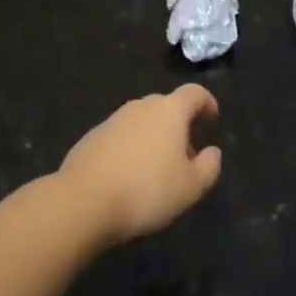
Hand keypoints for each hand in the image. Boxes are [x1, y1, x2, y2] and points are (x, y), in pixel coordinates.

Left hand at [60, 85, 222, 244]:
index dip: (207, 103)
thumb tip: (212, 152)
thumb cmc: (147, 190)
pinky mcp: (91, 137)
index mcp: (169, 111)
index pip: (194, 93)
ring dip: (154, 136)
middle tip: (186, 153)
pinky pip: (121, 136)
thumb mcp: (191, 187)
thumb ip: (209, 166)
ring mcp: (113, 120)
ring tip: (157, 168)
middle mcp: (140, 107)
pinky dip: (131, 147)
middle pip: (167, 105)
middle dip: (180, 124)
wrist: (83, 202)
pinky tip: (129, 175)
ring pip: (142, 120)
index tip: (212, 121)